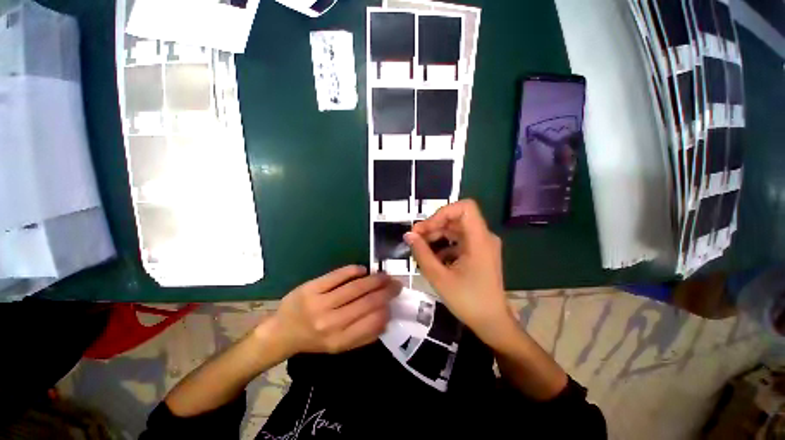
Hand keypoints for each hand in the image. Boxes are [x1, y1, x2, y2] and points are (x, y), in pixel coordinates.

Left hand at [268, 266, 400, 355]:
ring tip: (384, 275)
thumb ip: (363, 336)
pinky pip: (338, 275)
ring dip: (374, 279)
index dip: (387, 308)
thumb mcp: (339, 346)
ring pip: (356, 287)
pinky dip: (354, 271)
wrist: (281, 332)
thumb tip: (386, 318)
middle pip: (367, 302)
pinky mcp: (311, 288)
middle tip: (396, 283)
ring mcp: (320, 303)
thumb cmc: (314, 339)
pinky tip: (363, 270)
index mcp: (339, 341)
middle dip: (386, 291)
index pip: (372, 322)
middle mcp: (331, 323)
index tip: (394, 301)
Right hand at [405, 200, 513, 341]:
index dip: (443, 212)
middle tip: (415, 238)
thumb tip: (408, 235)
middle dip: (434, 225)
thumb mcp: (439, 277)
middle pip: (457, 218)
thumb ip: (422, 253)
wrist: (492, 323)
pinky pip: (459, 240)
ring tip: (421, 248)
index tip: (425, 228)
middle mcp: (484, 237)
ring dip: (437, 235)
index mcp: (479, 240)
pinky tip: (433, 258)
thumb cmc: (468, 301)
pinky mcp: (479, 252)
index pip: (465, 207)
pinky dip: (444, 245)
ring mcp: (482, 244)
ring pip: (456, 229)